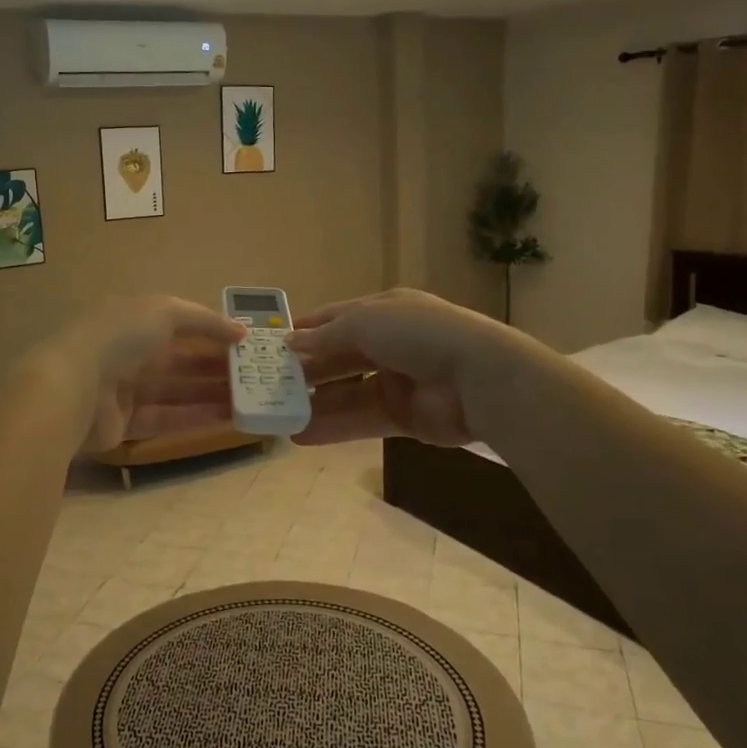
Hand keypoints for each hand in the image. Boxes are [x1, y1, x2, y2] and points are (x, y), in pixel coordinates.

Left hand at [37, 296, 247, 453]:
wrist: (70, 388)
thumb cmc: (118, 338)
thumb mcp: (164, 311)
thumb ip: (204, 320)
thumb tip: (240, 331)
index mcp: (132, 320)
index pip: (179, 324)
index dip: (211, 332)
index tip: (245, 344)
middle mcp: (127, 352)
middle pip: (178, 360)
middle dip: (214, 366)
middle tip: (252, 376)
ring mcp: (123, 391)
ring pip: (174, 391)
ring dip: (210, 394)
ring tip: (248, 399)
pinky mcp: (123, 424)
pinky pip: (165, 419)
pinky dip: (194, 418)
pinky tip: (227, 420)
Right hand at [288, 289, 517, 446]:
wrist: (477, 377)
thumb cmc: (418, 334)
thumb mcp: (365, 322)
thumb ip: (327, 336)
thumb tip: (291, 343)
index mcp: (384, 311)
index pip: (337, 318)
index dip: (307, 330)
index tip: (274, 344)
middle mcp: (390, 343)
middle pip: (340, 358)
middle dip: (307, 370)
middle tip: (269, 384)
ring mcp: (398, 382)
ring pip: (347, 393)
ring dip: (315, 403)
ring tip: (278, 415)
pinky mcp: (403, 417)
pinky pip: (361, 421)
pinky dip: (333, 428)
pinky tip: (300, 436)